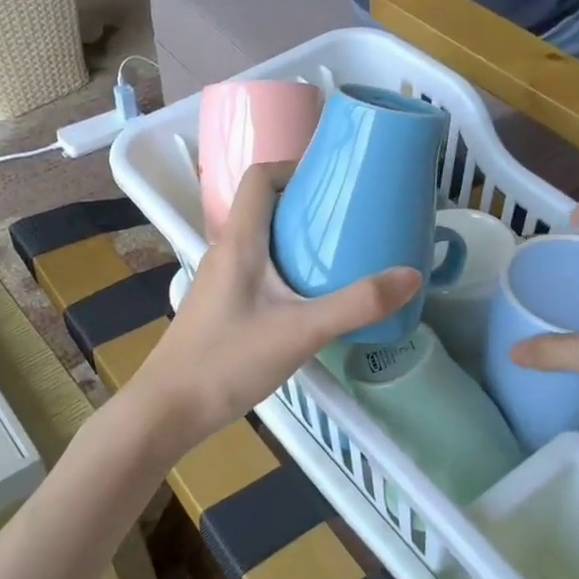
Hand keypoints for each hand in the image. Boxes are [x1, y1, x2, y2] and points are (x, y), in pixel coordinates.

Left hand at [130, 166, 419, 449]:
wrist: (168, 410)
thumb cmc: (228, 361)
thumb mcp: (300, 331)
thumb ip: (356, 305)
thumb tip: (411, 276)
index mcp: (239, 241)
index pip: (260, 178)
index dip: (295, 168)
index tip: (335, 182)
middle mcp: (226, 252)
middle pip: (266, 208)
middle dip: (308, 206)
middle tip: (352, 220)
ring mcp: (220, 282)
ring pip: (263, 243)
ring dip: (299, 241)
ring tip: (341, 255)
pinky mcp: (222, 308)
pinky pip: (258, 272)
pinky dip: (287, 270)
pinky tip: (312, 299)